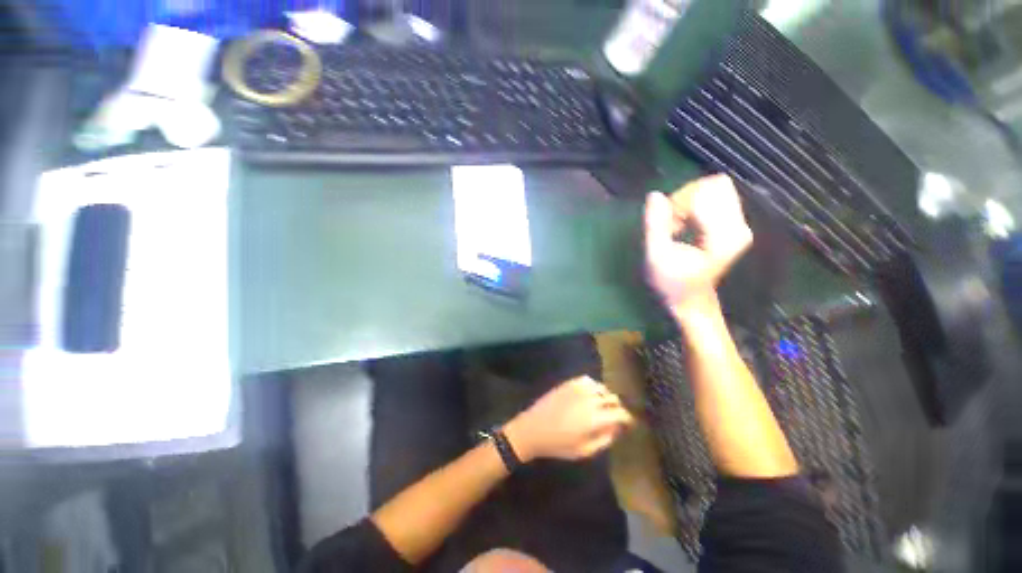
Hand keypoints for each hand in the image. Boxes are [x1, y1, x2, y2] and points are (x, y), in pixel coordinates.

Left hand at [503, 377, 633, 461]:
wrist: (533, 428)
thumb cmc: (558, 444)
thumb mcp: (584, 451)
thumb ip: (605, 439)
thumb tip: (617, 429)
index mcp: (595, 418)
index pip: (620, 413)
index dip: (627, 419)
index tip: (628, 424)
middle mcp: (590, 399)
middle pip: (613, 399)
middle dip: (617, 408)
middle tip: (615, 417)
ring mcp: (578, 388)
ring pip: (602, 388)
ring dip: (606, 397)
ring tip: (602, 406)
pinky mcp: (568, 383)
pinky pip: (588, 380)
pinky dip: (593, 386)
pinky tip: (590, 395)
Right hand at [644, 174, 751, 313]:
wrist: (692, 301)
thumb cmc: (672, 283)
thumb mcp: (656, 256)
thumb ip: (655, 225)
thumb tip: (654, 195)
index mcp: (723, 236)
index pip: (704, 194)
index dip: (678, 203)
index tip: (667, 227)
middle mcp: (739, 226)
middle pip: (714, 185)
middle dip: (686, 198)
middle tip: (672, 223)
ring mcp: (740, 224)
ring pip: (715, 188)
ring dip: (690, 201)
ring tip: (677, 225)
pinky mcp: (735, 224)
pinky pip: (716, 197)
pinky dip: (695, 206)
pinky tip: (685, 225)